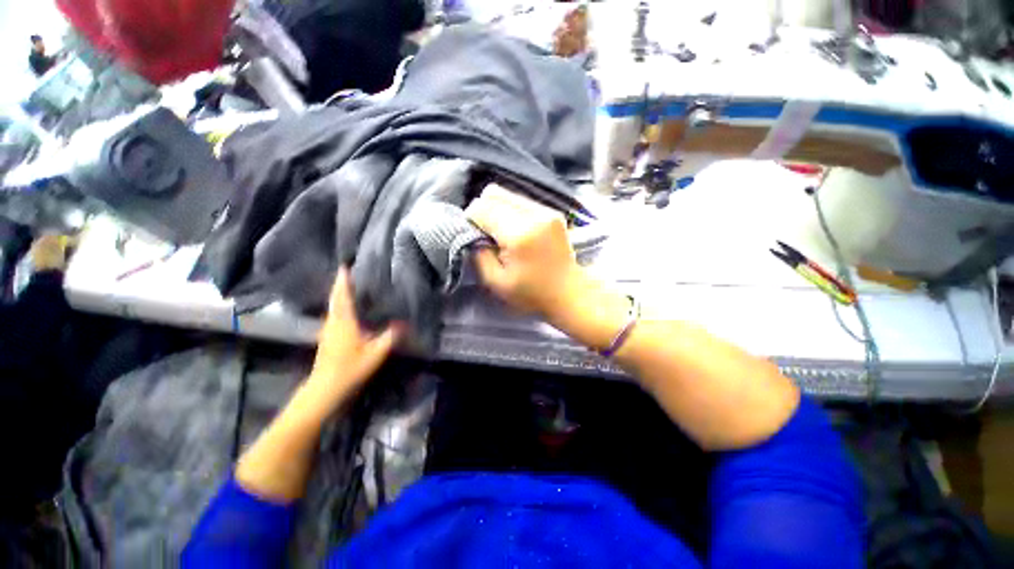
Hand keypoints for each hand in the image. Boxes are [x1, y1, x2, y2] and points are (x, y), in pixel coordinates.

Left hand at [306, 268, 400, 411]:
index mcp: (344, 322)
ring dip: (338, 295)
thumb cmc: (350, 368)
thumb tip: (404, 323)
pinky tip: (347, 308)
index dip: (343, 281)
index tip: (344, 266)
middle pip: (335, 299)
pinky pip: (333, 315)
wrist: (325, 388)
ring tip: (349, 286)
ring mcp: (328, 330)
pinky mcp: (327, 337)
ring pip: (333, 307)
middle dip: (340, 285)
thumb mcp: (376, 353)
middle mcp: (333, 322)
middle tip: (347, 272)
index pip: (343, 297)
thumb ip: (390, 337)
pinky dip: (339, 305)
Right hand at [465, 185, 582, 318]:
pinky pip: (522, 201)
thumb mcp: (496, 282)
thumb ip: (479, 254)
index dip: (470, 219)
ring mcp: (547, 210)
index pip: (482, 208)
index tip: (473, 236)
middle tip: (485, 233)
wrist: (569, 292)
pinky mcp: (553, 212)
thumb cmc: (531, 293)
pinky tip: (516, 231)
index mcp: (519, 233)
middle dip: (482, 210)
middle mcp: (534, 214)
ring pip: (508, 194)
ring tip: (501, 233)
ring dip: (497, 210)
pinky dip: (512, 212)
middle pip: (494, 193)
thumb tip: (472, 233)